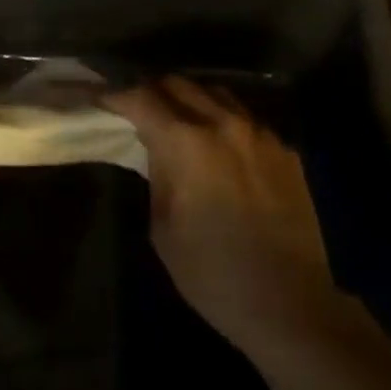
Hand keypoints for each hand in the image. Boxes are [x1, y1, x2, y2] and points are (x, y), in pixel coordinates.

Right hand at [106, 76, 338, 358]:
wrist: (291, 304)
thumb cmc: (213, 274)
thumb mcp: (163, 228)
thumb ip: (157, 175)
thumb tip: (157, 150)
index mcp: (187, 142)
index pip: (141, 98)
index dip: (115, 94)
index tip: (99, 97)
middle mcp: (224, 123)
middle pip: (179, 84)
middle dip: (152, 91)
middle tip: (136, 108)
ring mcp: (260, 133)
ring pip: (216, 93)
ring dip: (190, 99)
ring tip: (177, 119)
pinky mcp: (285, 150)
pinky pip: (246, 119)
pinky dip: (223, 121)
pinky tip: (219, 145)